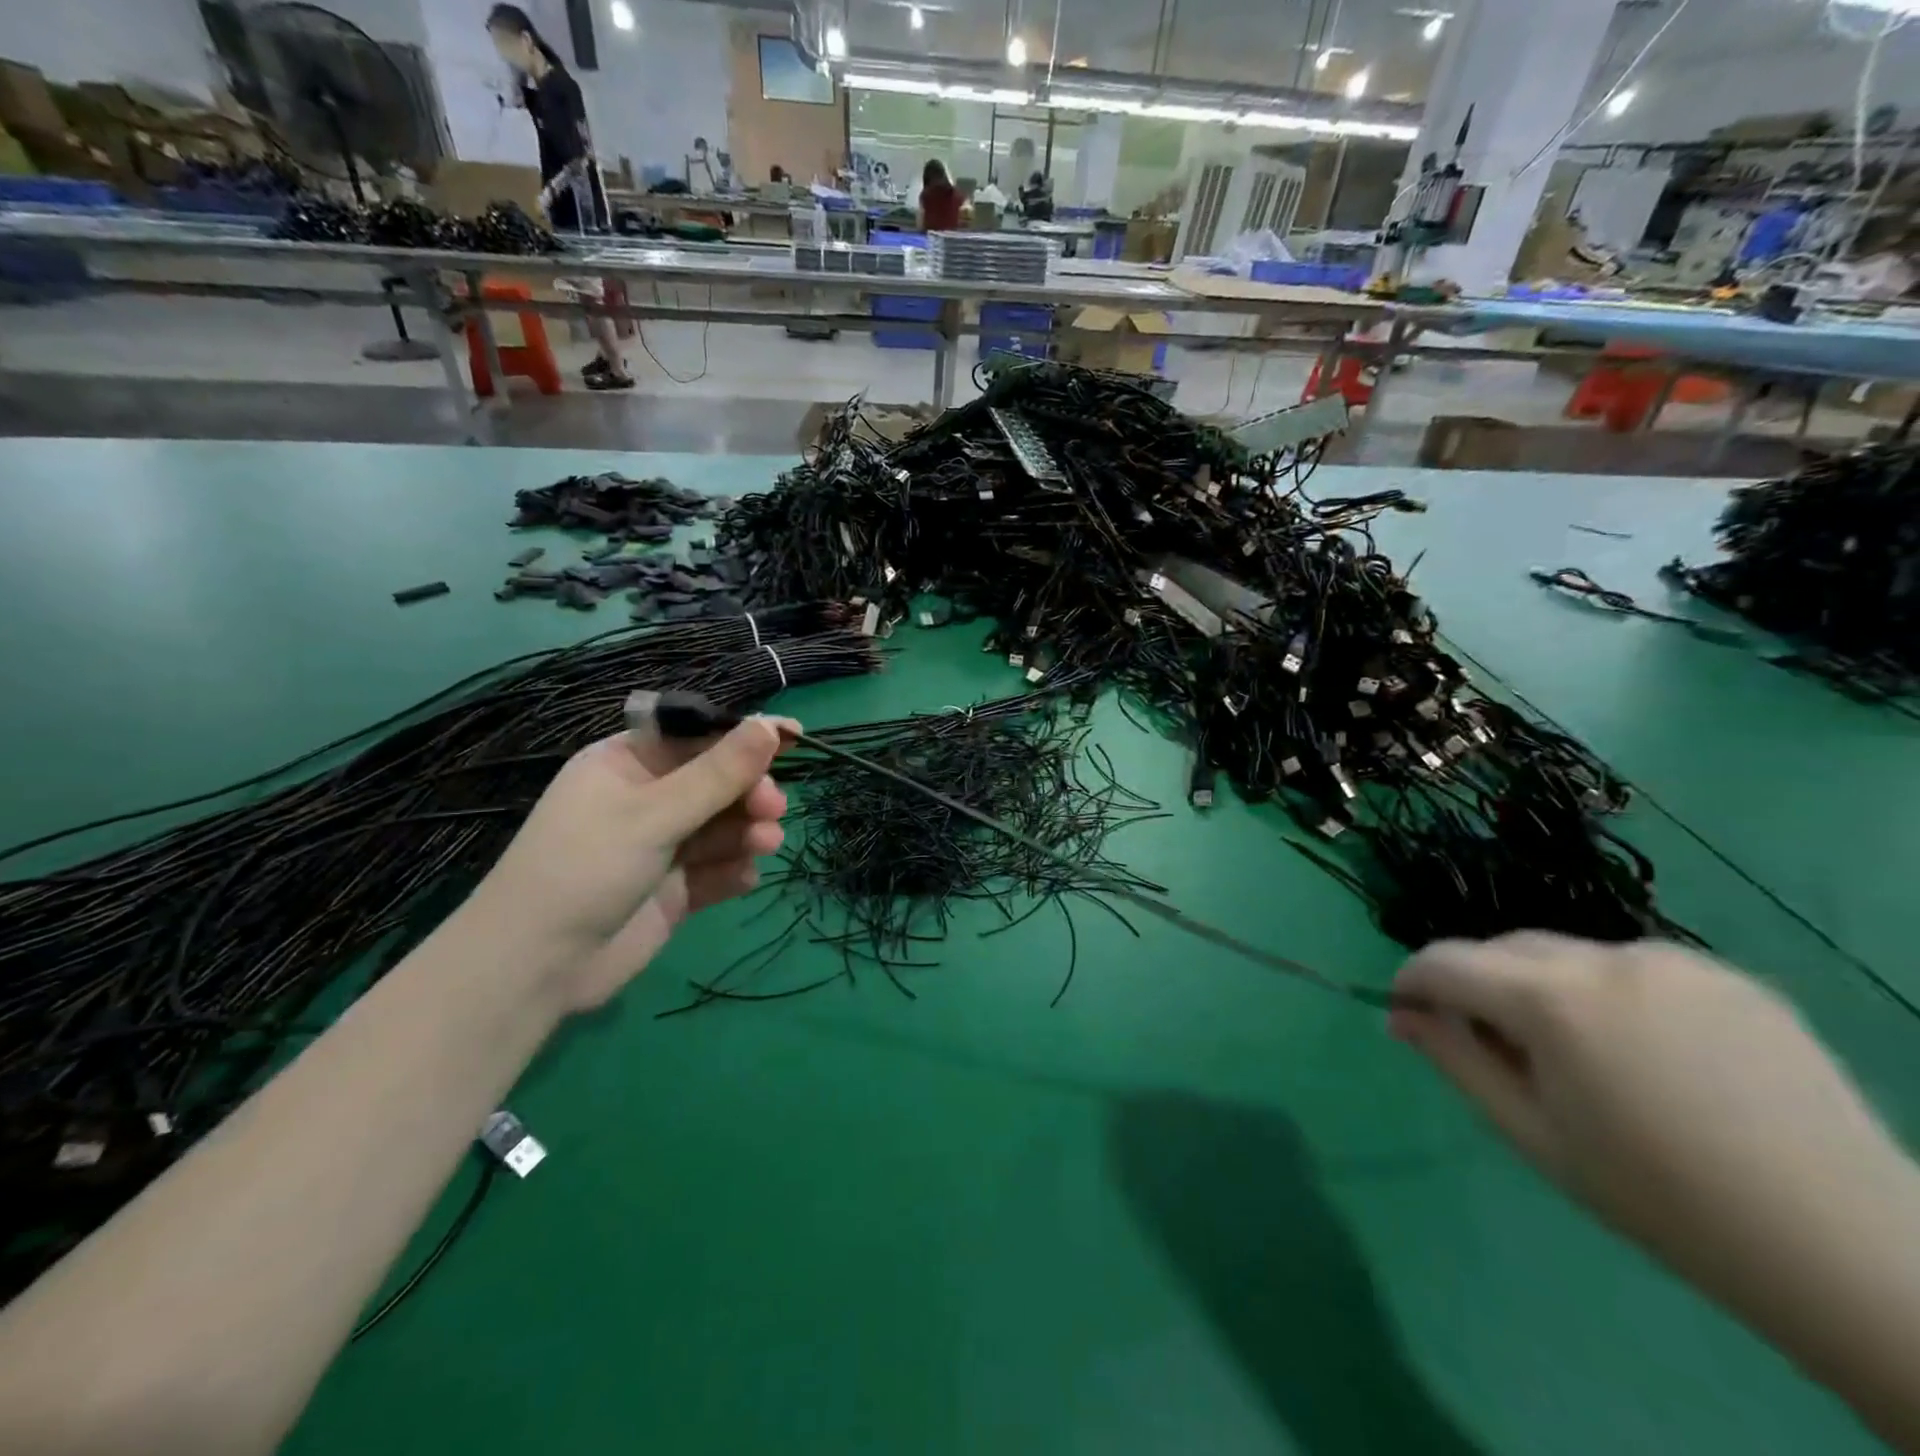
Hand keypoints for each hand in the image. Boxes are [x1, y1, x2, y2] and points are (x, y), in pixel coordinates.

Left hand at [472, 715, 794, 1009]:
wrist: (536, 967)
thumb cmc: (586, 868)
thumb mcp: (654, 814)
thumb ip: (717, 774)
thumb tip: (769, 726)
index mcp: (628, 764)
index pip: (697, 736)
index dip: (745, 736)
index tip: (795, 737)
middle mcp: (647, 799)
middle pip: (717, 781)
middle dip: (749, 791)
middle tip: (772, 808)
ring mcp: (661, 845)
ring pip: (722, 825)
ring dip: (748, 831)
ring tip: (764, 843)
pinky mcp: (673, 888)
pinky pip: (716, 868)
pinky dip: (733, 869)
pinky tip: (743, 878)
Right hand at [1392, 933, 1904, 1281]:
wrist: (1848, 1247)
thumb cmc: (1659, 1199)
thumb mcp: (1530, 1133)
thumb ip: (1453, 1058)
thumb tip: (1402, 1015)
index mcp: (1549, 998)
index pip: (1444, 960)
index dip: (1411, 981)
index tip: (1404, 1011)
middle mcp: (1603, 957)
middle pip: (1502, 947)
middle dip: (1476, 983)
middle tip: (1490, 1044)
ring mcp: (1671, 959)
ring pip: (1565, 953)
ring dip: (1541, 986)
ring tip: (1575, 1052)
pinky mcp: (1727, 973)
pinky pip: (1631, 967)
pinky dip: (1607, 993)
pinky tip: (1646, 1051)